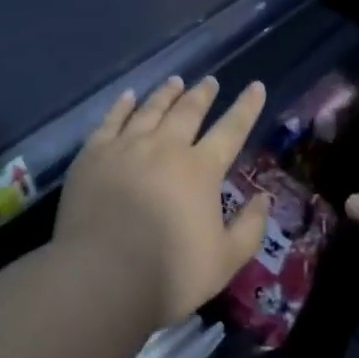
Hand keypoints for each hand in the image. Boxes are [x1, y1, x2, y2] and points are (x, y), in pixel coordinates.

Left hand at [56, 75, 271, 328]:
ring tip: (175, 81)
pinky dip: (123, 105)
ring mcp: (126, 146)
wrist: (100, 276)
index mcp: (200, 169)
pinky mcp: (94, 153)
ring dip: (166, 93)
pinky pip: (112, 119)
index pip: (231, 130)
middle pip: (188, 111)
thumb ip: (249, 228)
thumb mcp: (224, 262)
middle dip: (202, 94)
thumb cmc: (168, 275)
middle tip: (210, 81)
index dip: (246, 107)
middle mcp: (165, 147)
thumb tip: (265, 198)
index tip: (256, 85)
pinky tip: (129, 96)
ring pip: (151, 109)